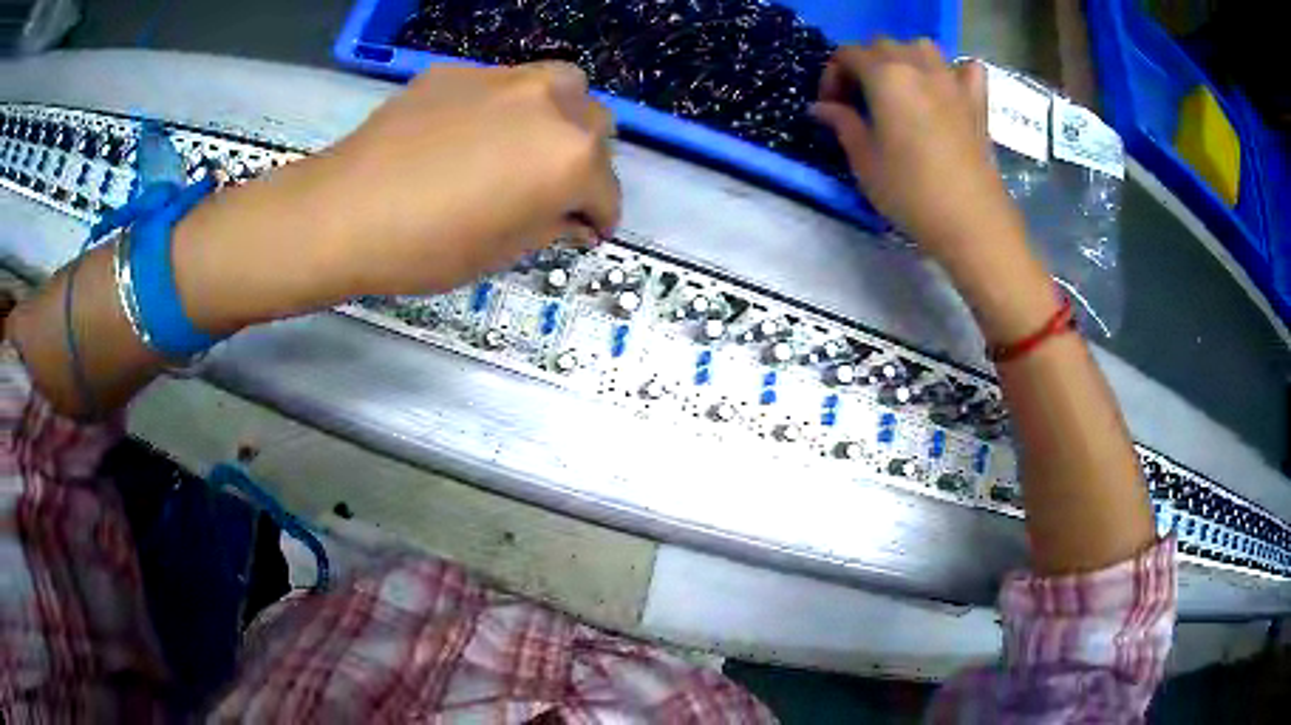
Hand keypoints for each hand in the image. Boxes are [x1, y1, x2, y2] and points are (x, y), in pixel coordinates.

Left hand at [172, 62, 620, 329]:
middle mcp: (551, 104)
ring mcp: (504, 78)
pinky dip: (504, 107)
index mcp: (570, 158)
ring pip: (560, 86)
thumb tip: (576, 220)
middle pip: (596, 125)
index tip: (584, 232)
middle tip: (551, 188)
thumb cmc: (426, 247)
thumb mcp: (502, 252)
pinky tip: (466, 133)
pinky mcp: (460, 70)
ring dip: (558, 117)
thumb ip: (553, 228)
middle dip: (585, 161)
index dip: (599, 219)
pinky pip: (503, 84)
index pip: (608, 191)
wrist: (343, 212)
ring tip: (523, 146)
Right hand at [812, 40, 1020, 265]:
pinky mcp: (977, 101)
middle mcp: (919, 67)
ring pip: (921, 47)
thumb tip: (822, 108)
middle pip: (883, 45)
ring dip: (904, 58)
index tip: (832, 107)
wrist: (970, 221)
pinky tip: (946, 89)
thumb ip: (843, 124)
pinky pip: (966, 67)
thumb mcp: (864, 161)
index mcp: (886, 76)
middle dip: (864, 64)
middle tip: (861, 100)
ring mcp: (952, 80)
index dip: (833, 76)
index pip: (847, 55)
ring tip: (900, 89)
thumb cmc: (911, 192)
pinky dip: (953, 70)